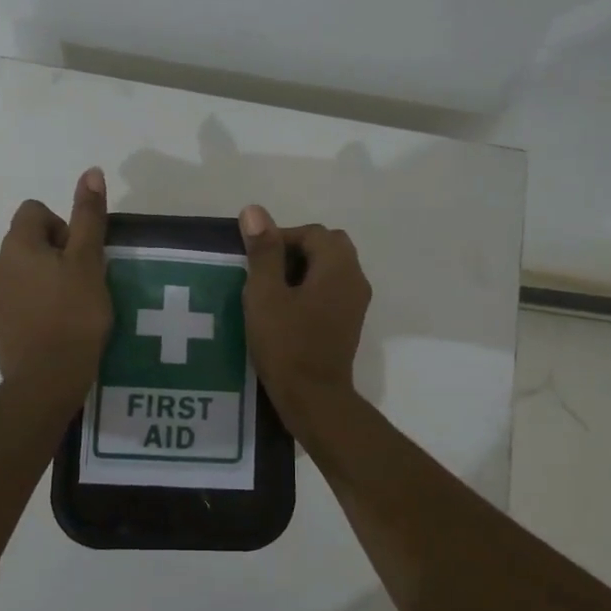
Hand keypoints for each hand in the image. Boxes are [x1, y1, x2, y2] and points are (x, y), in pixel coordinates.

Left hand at [0, 169, 112, 410]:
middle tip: (80, 282)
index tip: (80, 256)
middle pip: (26, 242)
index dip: (62, 227)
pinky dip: (31, 306)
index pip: (35, 211)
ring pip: (18, 273)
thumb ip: (88, 216)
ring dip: (40, 280)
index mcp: (16, 245)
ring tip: (67, 306)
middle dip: (52, 255)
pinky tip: (52, 326)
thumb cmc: (74, 313)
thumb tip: (90, 171)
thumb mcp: (89, 261)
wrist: (47, 378)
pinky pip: (13, 301)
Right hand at [239, 203, 370, 437]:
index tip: (254, 260)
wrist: (314, 398)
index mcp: (338, 266)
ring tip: (271, 291)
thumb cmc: (286, 344)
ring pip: (330, 268)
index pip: (312, 233)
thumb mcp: (265, 295)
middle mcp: (355, 278)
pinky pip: (332, 289)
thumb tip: (255, 211)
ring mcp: (356, 302)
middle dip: (294, 250)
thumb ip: (263, 251)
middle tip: (264, 272)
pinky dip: (311, 288)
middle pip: (327, 246)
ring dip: (302, 270)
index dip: (280, 238)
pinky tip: (287, 310)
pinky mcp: (350, 322)